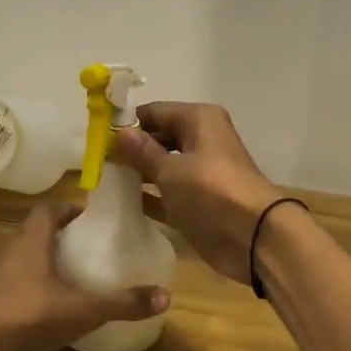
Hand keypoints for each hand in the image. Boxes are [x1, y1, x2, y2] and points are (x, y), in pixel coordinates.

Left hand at [0, 202, 169, 350]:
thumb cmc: (30, 312)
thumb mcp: (83, 309)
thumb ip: (123, 303)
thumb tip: (166, 296)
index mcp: (31, 239)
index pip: (48, 209)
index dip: (69, 210)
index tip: (89, 220)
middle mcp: (7, 247)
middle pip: (33, 231)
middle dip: (58, 236)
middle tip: (84, 249)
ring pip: (18, 255)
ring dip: (39, 260)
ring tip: (65, 277)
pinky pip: (7, 279)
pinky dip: (25, 284)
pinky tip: (40, 305)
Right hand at [113, 103, 284, 283]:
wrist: (254, 237)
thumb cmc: (211, 191)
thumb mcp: (171, 169)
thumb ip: (142, 152)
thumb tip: (119, 132)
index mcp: (199, 120)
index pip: (154, 112)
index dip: (127, 123)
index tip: (96, 136)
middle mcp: (201, 141)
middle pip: (159, 138)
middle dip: (131, 148)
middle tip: (96, 160)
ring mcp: (200, 173)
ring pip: (162, 166)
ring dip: (137, 173)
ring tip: (103, 180)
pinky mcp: (198, 203)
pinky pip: (166, 193)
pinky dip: (149, 196)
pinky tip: (121, 202)